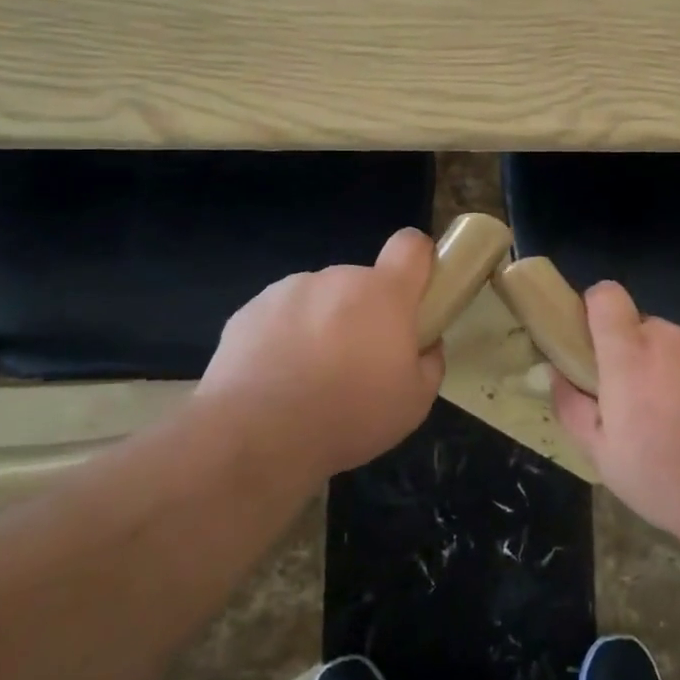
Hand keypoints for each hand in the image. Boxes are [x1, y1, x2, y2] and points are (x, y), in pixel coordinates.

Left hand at [199, 228, 445, 478]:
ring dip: (322, 324)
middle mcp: (336, 279)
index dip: (417, 261)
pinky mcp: (249, 310)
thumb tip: (425, 345)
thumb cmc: (349, 416)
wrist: (257, 435)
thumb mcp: (414, 403)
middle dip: (364, 313)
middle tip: (357, 363)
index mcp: (383, 293)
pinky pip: (279, 316)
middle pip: (361, 283)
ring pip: (318, 299)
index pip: (410, 245)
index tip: (415, 293)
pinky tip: (275, 380)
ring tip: (308, 377)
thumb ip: (429, 363)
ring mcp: (288, 290)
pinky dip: (282, 338)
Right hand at [551, 280, 679, 548]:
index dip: (597, 310)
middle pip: (645, 329)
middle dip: (639, 357)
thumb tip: (556, 372)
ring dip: (678, 371)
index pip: (606, 296)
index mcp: (631, 355)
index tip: (597, 343)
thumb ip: (572, 406)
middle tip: (646, 406)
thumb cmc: (670, 483)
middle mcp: (674, 339)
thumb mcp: (604, 457)